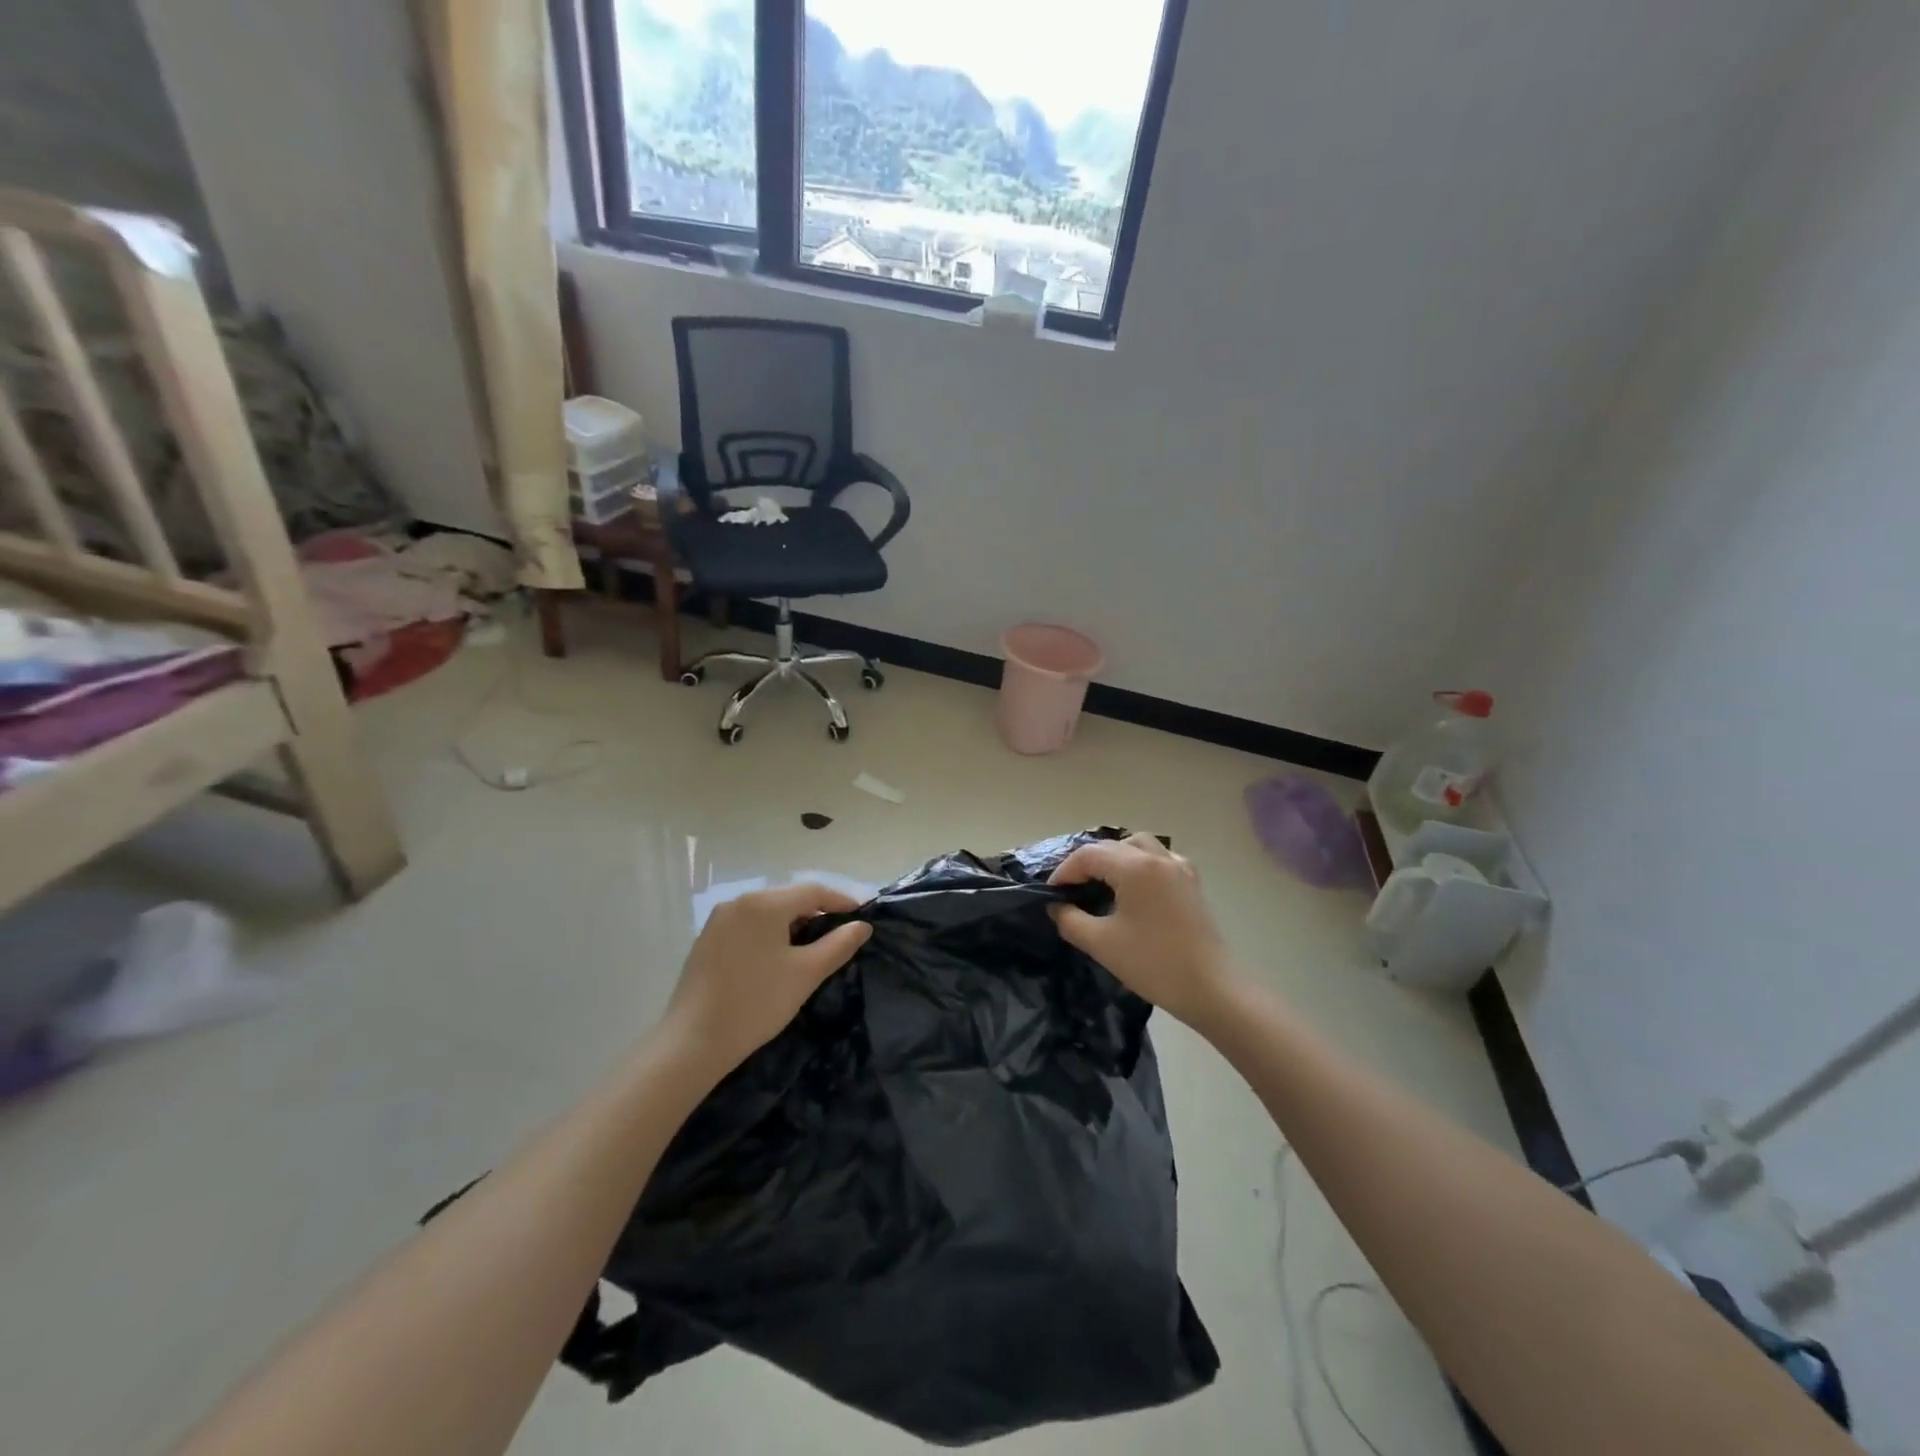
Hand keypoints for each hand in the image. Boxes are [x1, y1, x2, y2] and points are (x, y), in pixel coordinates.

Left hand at [662, 883, 872, 1076]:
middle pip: (788, 898)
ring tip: (810, 949)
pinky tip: (776, 959)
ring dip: (792, 924)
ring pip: (767, 912)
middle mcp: (739, 902)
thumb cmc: (756, 1003)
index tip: (861, 917)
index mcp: (764, 904)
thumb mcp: (806, 974)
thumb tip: (862, 925)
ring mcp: (718, 920)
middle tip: (838, 936)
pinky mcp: (706, 940)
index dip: (840, 901)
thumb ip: (839, 945)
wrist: (693, 1041)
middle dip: (816, 913)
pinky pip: (747, 926)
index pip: (812, 891)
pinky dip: (768, 934)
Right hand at [1048, 834, 1235, 1026]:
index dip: (1064, 872)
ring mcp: (1179, 867)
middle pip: (1112, 846)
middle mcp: (1158, 857)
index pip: (1088, 855)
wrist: (1210, 988)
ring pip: (1138, 845)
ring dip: (1114, 857)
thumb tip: (1056, 906)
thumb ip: (1070, 919)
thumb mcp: (1101, 943)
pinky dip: (1140, 863)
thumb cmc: (1152, 963)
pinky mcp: (1191, 883)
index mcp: (1134, 867)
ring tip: (1101, 882)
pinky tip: (1135, 888)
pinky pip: (1160, 858)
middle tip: (1070, 890)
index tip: (1051, 894)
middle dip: (1086, 863)